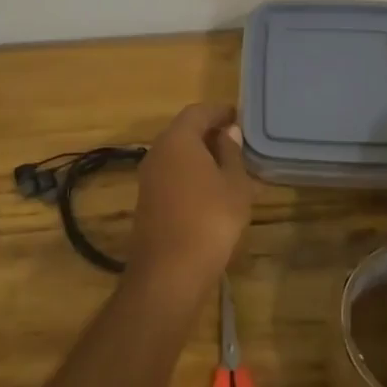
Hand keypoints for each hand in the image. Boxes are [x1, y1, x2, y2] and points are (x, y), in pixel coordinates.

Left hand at [126, 103, 253, 303]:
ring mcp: (148, 177)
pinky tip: (210, 190)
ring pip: (177, 154)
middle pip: (184, 130)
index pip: (199, 111)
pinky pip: (171, 174)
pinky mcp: (147, 201)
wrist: (168, 275)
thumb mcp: (234, 185)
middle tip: (237, 141)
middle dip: (210, 132)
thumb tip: (228, 132)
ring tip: (228, 166)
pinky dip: (190, 174)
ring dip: (200, 155)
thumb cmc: (210, 220)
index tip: (239, 117)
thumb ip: (232, 154)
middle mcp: (158, 151)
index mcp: (178, 139)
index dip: (220, 111)